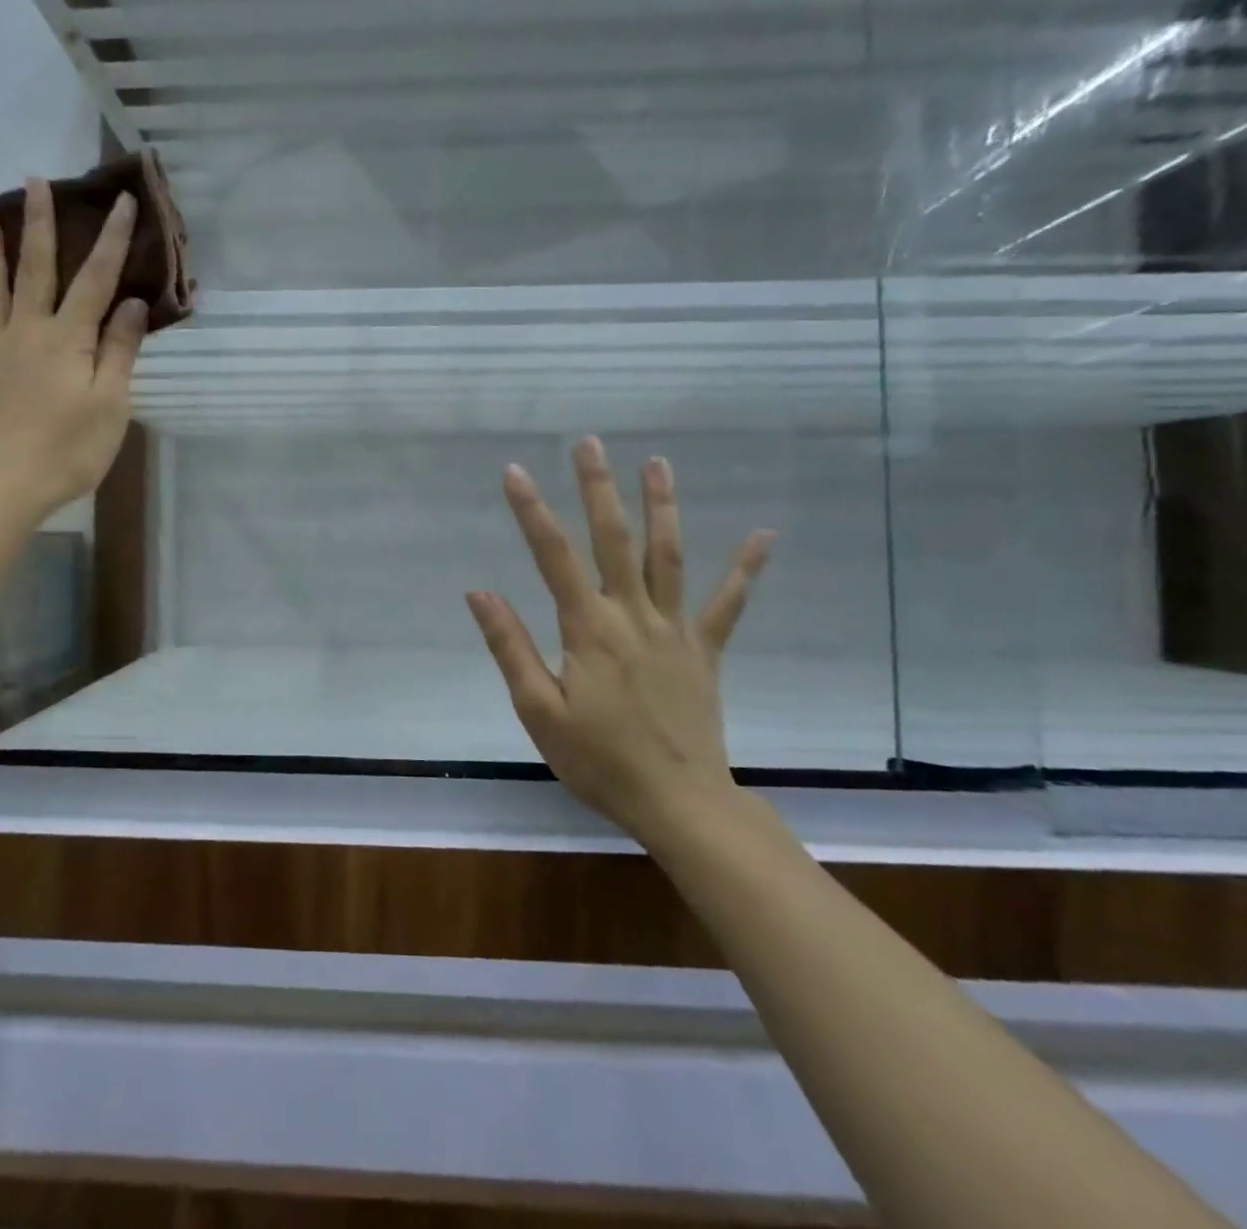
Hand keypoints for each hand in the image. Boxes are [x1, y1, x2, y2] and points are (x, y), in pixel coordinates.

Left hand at [0, 177, 147, 517]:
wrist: (0, 486)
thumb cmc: (67, 451)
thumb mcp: (110, 405)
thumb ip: (120, 351)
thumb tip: (131, 302)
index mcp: (68, 339)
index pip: (95, 279)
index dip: (110, 240)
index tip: (119, 200)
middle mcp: (27, 332)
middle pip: (36, 270)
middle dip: (40, 225)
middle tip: (34, 181)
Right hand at [467, 439, 774, 846]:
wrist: (680, 803)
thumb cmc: (599, 761)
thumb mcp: (539, 711)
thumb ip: (512, 647)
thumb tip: (481, 592)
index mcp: (589, 629)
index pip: (554, 556)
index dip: (532, 512)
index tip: (515, 472)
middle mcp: (633, 615)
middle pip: (614, 539)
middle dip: (598, 487)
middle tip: (589, 442)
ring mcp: (675, 630)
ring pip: (667, 556)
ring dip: (662, 506)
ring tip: (658, 462)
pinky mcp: (704, 651)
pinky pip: (727, 604)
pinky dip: (745, 569)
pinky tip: (765, 536)